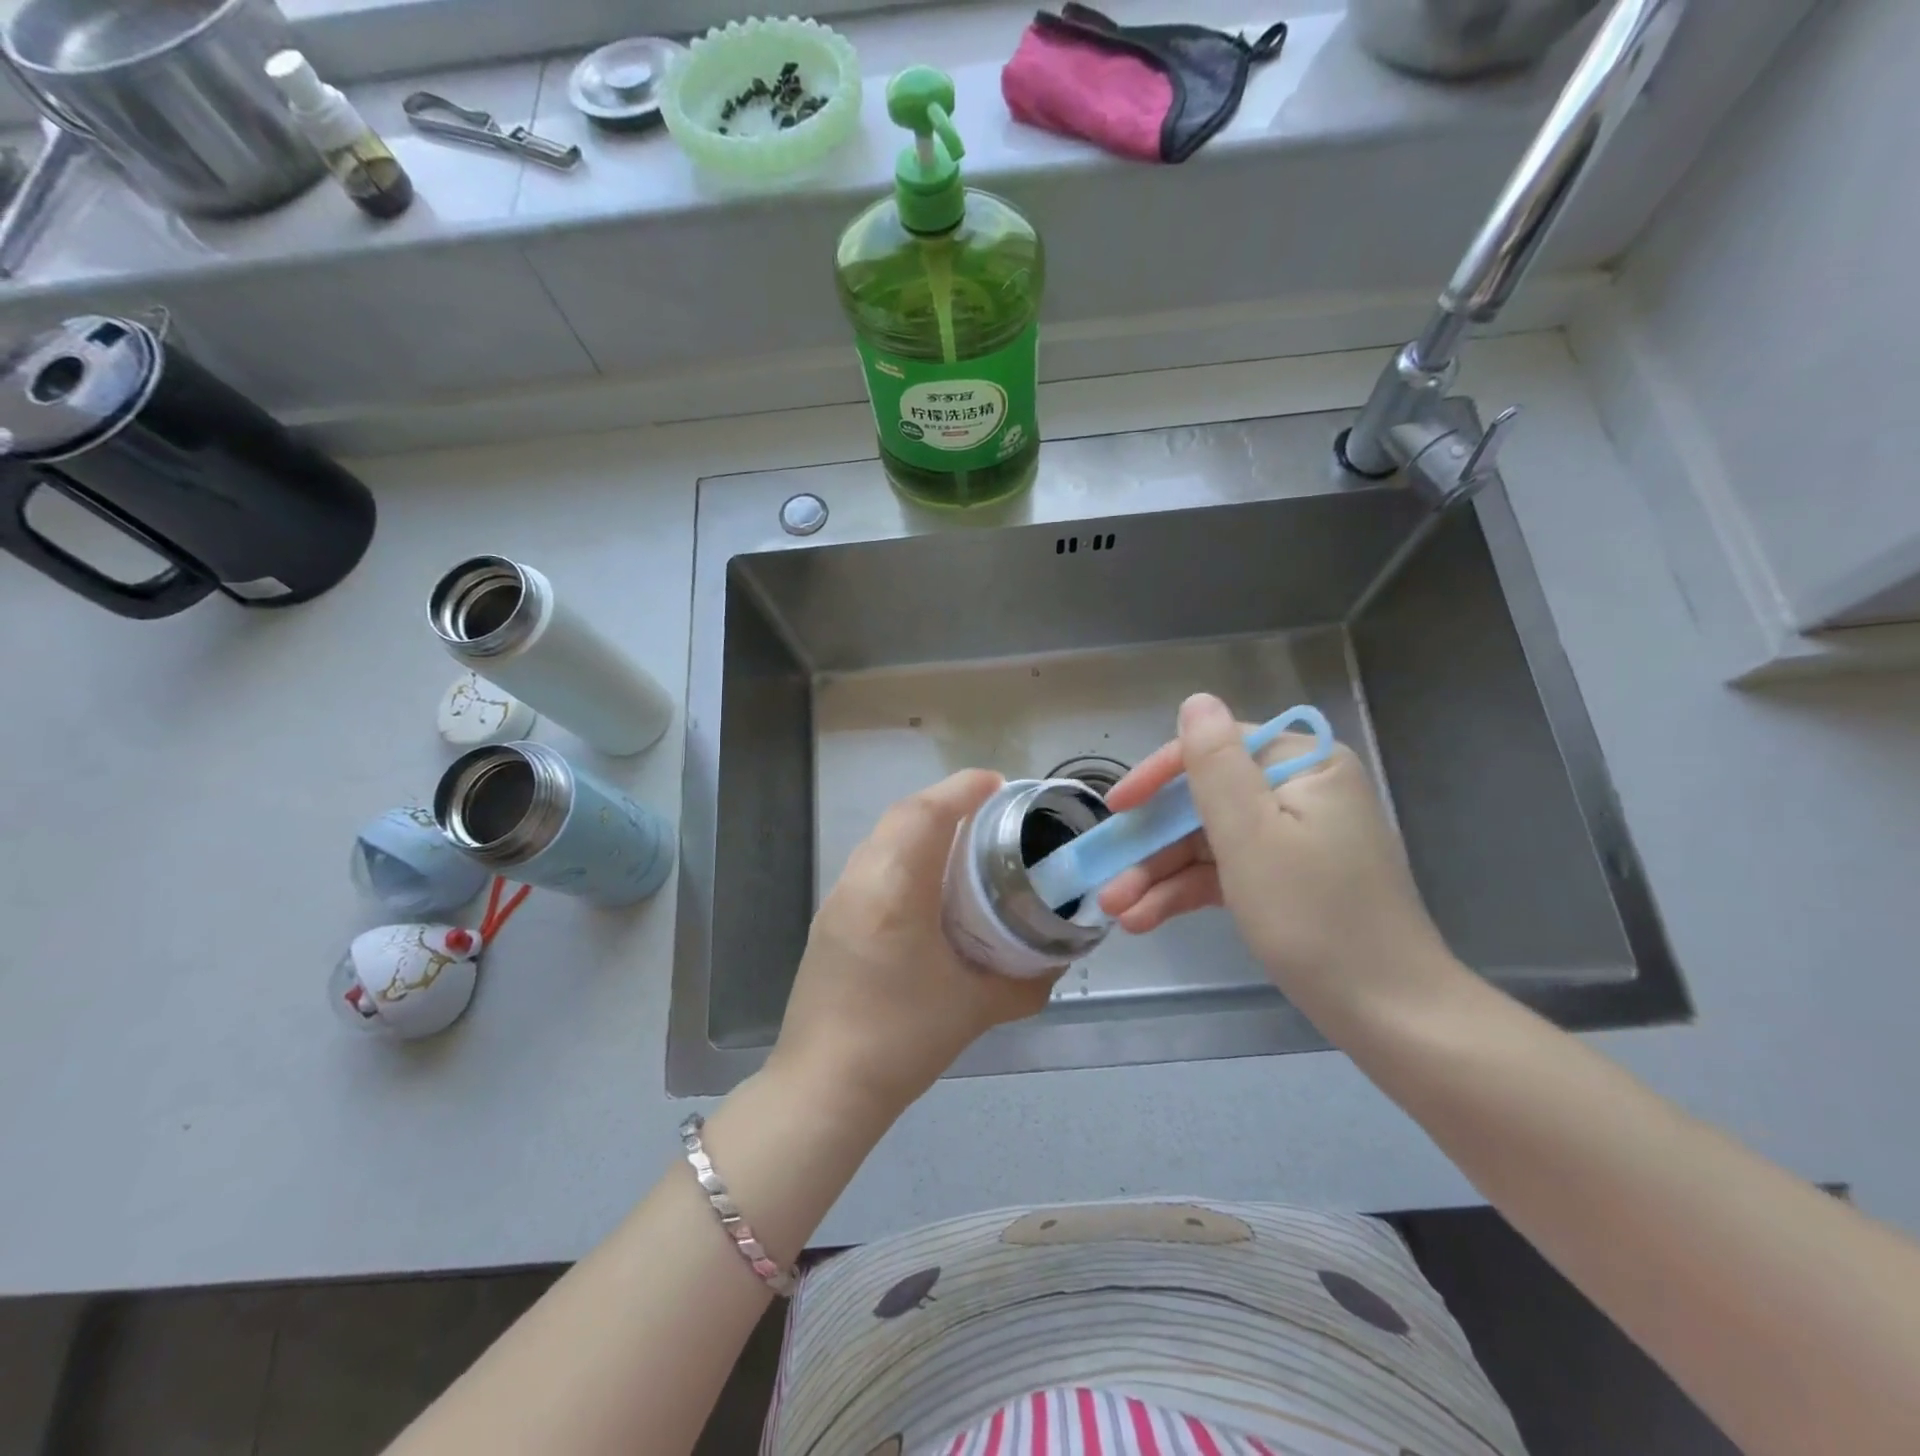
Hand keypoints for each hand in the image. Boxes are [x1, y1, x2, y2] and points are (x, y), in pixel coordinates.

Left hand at [770, 770, 1059, 1121]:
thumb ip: (1026, 980)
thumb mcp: (977, 1009)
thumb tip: (1057, 960)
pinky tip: (927, 881)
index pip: (927, 815)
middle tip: (989, 811)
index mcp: (895, 892)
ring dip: (921, 825)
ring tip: (962, 840)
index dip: (963, 789)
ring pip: (882, 837)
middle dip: (946, 801)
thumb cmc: (902, 1042)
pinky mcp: (829, 918)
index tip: (998, 785)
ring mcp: (838, 898)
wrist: (824, 1088)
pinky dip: (902, 851)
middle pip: (902, 816)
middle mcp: (861, 881)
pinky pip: (870, 863)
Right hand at [1097, 693, 1448, 1004]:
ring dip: (1161, 874)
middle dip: (1153, 843)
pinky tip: (1144, 919)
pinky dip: (1187, 892)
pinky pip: (1227, 872)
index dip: (1158, 776)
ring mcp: (1295, 839)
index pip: (1215, 750)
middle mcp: (1301, 792)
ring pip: (1210, 842)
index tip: (1116, 809)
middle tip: (1108, 879)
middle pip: (1206, 801)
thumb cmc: (1315, 917)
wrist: (1392, 1016)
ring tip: (1117, 911)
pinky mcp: (1288, 879)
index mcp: (1303, 767)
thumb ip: (1215, 765)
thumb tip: (1196, 701)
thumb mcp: (1251, 836)